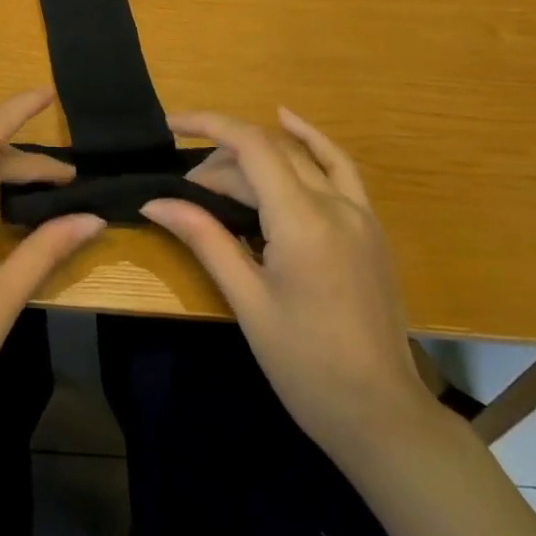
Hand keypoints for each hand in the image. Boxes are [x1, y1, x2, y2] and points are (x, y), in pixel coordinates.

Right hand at [144, 108, 436, 462]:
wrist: (380, 414)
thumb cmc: (305, 365)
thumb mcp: (247, 301)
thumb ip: (205, 239)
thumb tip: (155, 202)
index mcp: (303, 221)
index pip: (251, 146)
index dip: (208, 125)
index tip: (170, 124)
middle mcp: (335, 204)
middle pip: (270, 154)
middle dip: (221, 162)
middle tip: (186, 196)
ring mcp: (359, 212)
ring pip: (299, 156)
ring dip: (256, 155)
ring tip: (218, 175)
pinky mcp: (369, 226)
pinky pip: (339, 167)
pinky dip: (311, 140)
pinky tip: (289, 121)